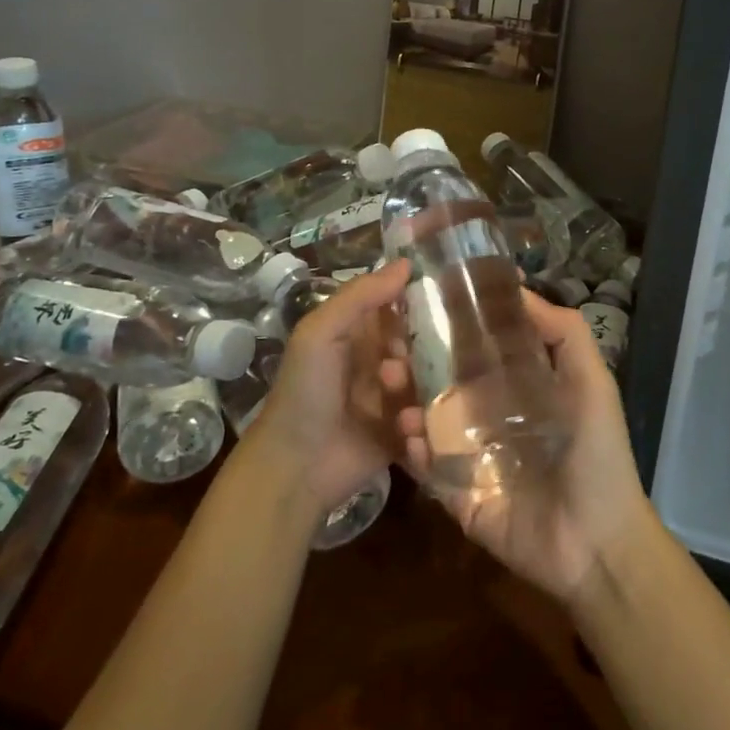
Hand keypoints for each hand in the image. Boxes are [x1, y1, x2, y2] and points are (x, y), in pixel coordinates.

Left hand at [247, 260, 410, 514]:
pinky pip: (430, 426)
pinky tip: (409, 437)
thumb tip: (406, 262)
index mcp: (361, 333)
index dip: (419, 305)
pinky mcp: (403, 436)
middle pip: (424, 347)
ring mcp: (394, 401)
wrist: (293, 467)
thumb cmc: (305, 391)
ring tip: (402, 416)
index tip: (436, 308)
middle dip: (422, 359)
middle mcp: (381, 362)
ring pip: (431, 387)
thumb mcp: (321, 332)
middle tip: (395, 374)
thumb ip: (360, 295)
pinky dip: (425, 433)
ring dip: (422, 399)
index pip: (402, 307)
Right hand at [392, 288, 650, 601]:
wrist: (598, 543)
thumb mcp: (592, 384)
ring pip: (429, 423)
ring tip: (391, 381)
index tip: (424, 301)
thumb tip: (519, 289)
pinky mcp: (459, 496)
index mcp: (520, 390)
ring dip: (406, 401)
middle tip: (393, 344)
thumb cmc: (598, 456)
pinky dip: (414, 452)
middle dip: (417, 362)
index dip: (453, 328)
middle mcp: (491, 419)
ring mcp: (472, 459)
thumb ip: (565, 334)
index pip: (479, 351)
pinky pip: (429, 470)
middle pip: (446, 384)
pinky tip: (408, 434)